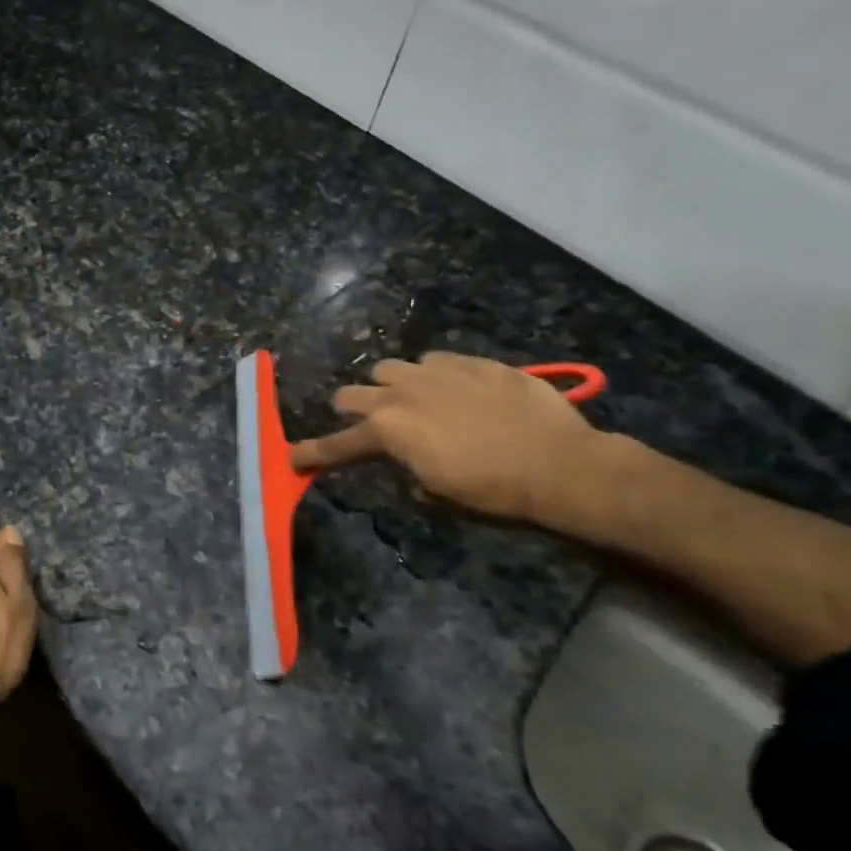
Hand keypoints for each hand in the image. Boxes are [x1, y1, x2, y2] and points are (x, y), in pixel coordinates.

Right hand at [288, 352, 602, 522]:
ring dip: (390, 386)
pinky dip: (433, 376)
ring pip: (389, 368)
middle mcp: (401, 392)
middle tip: (368, 423)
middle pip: (352, 393)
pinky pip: (434, 361)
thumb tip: (401, 457)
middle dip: (353, 408)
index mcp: (389, 430)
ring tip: (412, 400)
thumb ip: (404, 465)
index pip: (338, 443)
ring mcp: (436, 371)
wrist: (558, 462)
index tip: (292, 457)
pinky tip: (455, 390)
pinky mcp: (470, 361)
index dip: (313, 453)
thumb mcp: (436, 489)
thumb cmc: (491, 488)